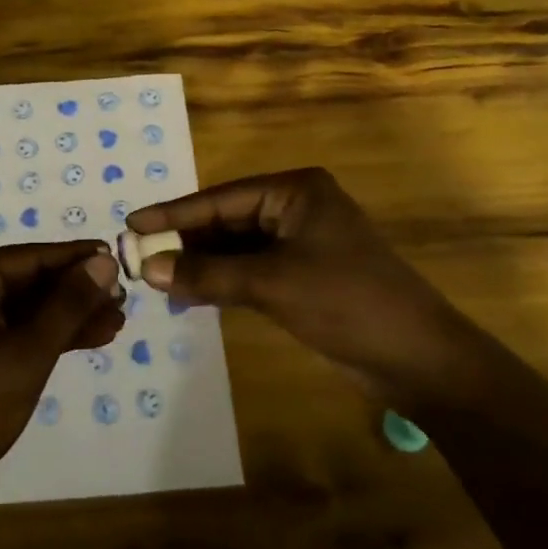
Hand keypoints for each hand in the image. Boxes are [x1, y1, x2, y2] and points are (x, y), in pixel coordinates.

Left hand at [0, 242, 123, 493]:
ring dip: (69, 315)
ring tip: (117, 320)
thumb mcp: (29, 352)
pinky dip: (50, 335)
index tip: (118, 255)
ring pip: (26, 307)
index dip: (76, 258)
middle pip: (28, 280)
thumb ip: (69, 304)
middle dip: (76, 291)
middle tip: (124, 296)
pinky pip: (16, 329)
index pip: (29, 257)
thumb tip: (106, 261)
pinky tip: (92, 338)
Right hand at [126, 168, 472, 408]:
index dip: (174, 213)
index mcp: (295, 191)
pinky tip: (189, 293)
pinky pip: (250, 270)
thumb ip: (207, 274)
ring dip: (200, 263)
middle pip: (226, 220)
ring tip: (155, 278)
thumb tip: (147, 268)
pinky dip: (221, 281)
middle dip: (185, 241)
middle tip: (137, 257)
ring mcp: (300, 242)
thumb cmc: (346, 302)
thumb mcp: (271, 283)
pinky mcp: (303, 275)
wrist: (417, 357)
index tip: (131, 224)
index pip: (220, 198)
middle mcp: (295, 208)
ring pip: (236, 247)